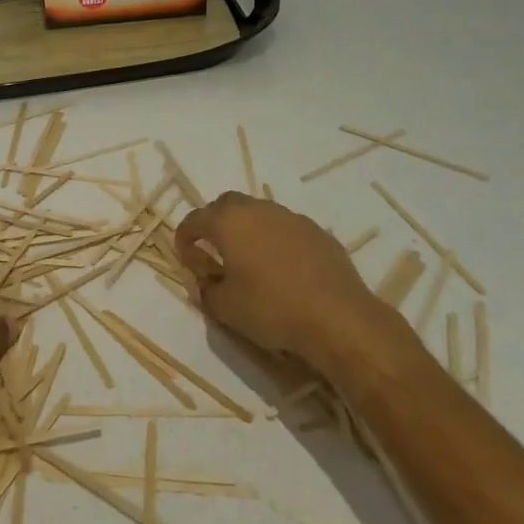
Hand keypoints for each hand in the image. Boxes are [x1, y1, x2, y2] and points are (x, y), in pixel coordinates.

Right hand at [175, 193, 395, 370]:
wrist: (339, 318)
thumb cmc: (272, 309)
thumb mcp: (226, 308)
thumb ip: (205, 291)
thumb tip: (201, 282)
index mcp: (228, 222)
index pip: (194, 220)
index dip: (184, 239)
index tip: (186, 259)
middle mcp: (258, 210)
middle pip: (226, 205)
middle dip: (214, 223)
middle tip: (213, 251)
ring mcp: (291, 217)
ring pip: (259, 213)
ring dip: (247, 230)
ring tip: (249, 260)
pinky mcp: (317, 232)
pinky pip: (285, 228)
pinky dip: (275, 240)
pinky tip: (282, 268)